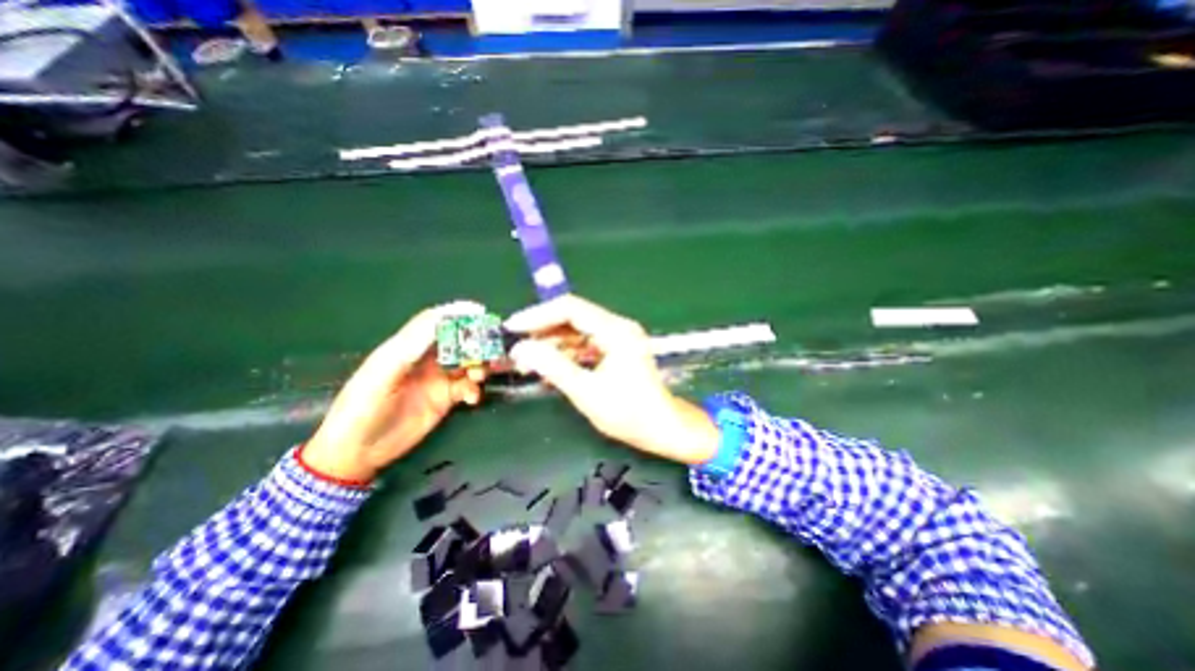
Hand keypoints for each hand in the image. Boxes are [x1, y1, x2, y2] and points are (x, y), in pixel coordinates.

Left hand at [303, 301, 490, 481]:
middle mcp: (425, 360)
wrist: (357, 453)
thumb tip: (436, 323)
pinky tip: (471, 399)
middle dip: (475, 341)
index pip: (433, 322)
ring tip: (479, 376)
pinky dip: (474, 390)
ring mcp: (437, 379)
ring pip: (467, 363)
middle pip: (456, 341)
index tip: (479, 311)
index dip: (455, 314)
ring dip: (478, 365)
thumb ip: (407, 350)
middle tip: (490, 348)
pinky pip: (467, 387)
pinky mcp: (445, 399)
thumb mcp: (380, 377)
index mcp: (406, 348)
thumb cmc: (360, 410)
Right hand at [504, 297, 718, 463]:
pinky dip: (566, 354)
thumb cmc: (629, 413)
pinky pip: (585, 344)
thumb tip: (522, 349)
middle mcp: (618, 327)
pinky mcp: (616, 349)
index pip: (570, 309)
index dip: (538, 315)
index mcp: (615, 331)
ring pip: (577, 331)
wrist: (662, 428)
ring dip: (552, 344)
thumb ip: (553, 367)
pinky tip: (550, 368)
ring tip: (528, 362)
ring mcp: (618, 337)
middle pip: (573, 317)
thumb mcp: (586, 392)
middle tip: (518, 348)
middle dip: (543, 331)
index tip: (513, 328)